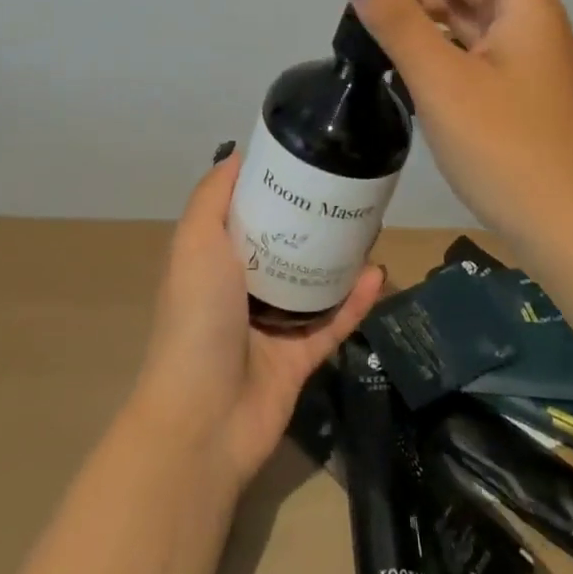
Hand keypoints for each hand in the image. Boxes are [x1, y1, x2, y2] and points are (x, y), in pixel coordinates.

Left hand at [134, 152, 383, 487]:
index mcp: (217, 259)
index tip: (307, 157)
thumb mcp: (195, 242)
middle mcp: (244, 287)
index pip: (248, 211)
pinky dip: (356, 300)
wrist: (203, 419)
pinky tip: (377, 273)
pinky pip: (334, 322)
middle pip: (286, 244)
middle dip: (315, 219)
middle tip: (350, 191)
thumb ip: (212, 197)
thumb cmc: (196, 318)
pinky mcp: (300, 358)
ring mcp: (273, 325)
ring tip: (372, 225)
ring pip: (315, 281)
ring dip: (341, 257)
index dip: (274, 185)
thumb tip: (236, 154)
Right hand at [343, 0, 572, 240]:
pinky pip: (470, 43)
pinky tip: (402, 52)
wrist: (569, 233)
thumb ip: (397, 20)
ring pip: (471, 9)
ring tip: (375, 10)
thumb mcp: (444, 81)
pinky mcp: (511, 92)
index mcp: (526, 8)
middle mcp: (528, 24)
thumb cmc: (510, 150)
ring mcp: (521, 61)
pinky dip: (437, 35)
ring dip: (428, 0)